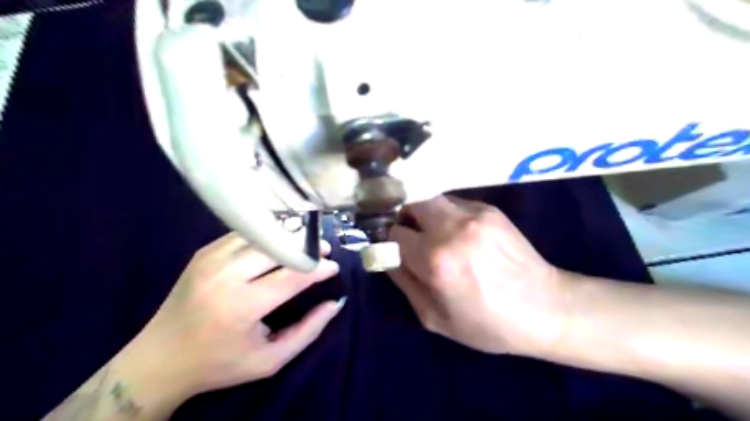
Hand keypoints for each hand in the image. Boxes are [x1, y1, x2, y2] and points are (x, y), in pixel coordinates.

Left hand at [135, 230, 342, 398]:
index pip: (292, 276)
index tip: (334, 267)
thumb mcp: (269, 360)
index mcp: (241, 306)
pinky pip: (245, 234)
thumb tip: (335, 303)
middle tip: (324, 250)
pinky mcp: (204, 252)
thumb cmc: (219, 364)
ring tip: (305, 244)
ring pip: (262, 233)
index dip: (318, 269)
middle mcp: (224, 275)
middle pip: (278, 246)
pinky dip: (268, 235)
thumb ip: (308, 331)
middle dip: (306, 246)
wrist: (158, 360)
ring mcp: (210, 258)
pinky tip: (279, 243)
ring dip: (289, 236)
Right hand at [390, 196, 564, 356]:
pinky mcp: (490, 209)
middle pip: (411, 203)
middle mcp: (451, 228)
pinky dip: (448, 215)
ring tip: (437, 234)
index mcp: (435, 260)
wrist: (546, 307)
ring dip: (426, 214)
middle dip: (406, 219)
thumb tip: (386, 255)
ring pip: (433, 199)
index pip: (395, 233)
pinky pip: (455, 204)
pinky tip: (463, 235)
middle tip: (413, 237)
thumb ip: (403, 282)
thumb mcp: (434, 317)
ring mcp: (473, 214)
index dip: (391, 241)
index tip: (397, 249)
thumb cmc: (487, 322)